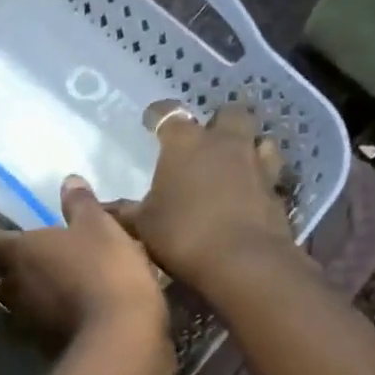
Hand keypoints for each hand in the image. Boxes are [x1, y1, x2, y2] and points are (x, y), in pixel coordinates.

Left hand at [0, 175, 168, 351]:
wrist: (120, 334)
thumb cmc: (104, 269)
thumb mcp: (99, 226)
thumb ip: (80, 204)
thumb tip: (68, 181)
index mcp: (18, 253)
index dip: (5, 238)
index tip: (21, 235)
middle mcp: (12, 288)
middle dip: (13, 272)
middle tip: (37, 264)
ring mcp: (25, 322)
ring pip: (16, 307)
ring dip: (28, 300)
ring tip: (51, 293)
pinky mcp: (42, 348)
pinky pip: (37, 331)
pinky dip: (46, 324)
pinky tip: (67, 318)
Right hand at [109, 103, 296, 296]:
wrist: (242, 261)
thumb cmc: (183, 234)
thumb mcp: (142, 226)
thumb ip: (122, 212)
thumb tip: (97, 205)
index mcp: (186, 143)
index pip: (169, 114)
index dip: (158, 114)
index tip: (150, 120)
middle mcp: (225, 143)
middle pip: (229, 113)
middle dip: (218, 121)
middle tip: (206, 139)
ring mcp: (257, 165)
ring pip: (260, 140)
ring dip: (249, 146)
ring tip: (236, 163)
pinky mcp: (277, 192)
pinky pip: (271, 176)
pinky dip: (261, 181)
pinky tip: (251, 195)